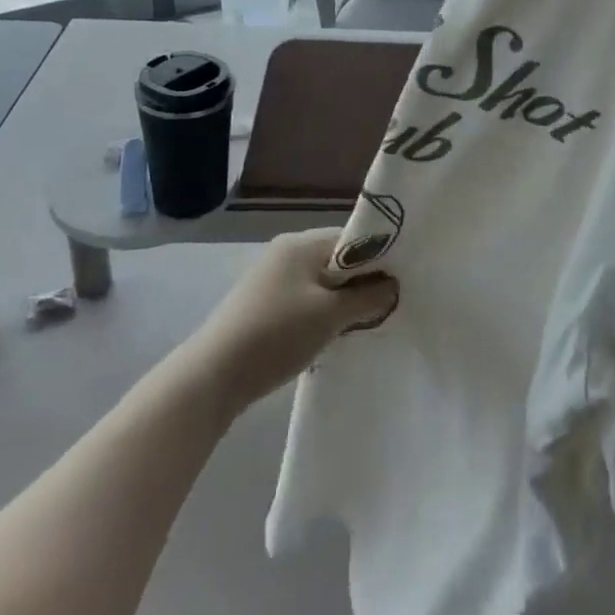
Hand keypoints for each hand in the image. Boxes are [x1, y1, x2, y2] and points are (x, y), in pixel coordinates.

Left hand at [186, 228, 397, 412]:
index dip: (379, 258)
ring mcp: (270, 280)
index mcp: (301, 244)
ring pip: (321, 284)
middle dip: (361, 283)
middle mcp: (285, 253)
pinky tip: (331, 336)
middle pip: (337, 260)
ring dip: (341, 302)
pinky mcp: (262, 306)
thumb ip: (367, 297)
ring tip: (363, 324)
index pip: (353, 238)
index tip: (400, 282)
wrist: (213, 376)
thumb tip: (393, 285)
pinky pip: (304, 301)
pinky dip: (321, 314)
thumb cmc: (277, 334)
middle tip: (386, 306)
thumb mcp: (330, 316)